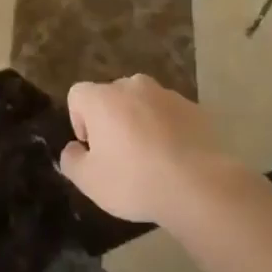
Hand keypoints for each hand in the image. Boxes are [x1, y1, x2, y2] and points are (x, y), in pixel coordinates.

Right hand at [58, 76, 235, 224]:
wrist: (200, 185)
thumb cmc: (135, 180)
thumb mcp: (90, 181)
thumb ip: (72, 160)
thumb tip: (73, 149)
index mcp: (103, 98)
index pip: (78, 94)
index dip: (78, 120)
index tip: (92, 147)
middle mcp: (133, 86)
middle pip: (112, 96)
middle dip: (111, 119)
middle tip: (119, 155)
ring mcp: (167, 94)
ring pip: (143, 103)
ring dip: (141, 122)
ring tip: (151, 158)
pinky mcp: (194, 108)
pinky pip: (170, 114)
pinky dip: (168, 129)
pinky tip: (175, 158)